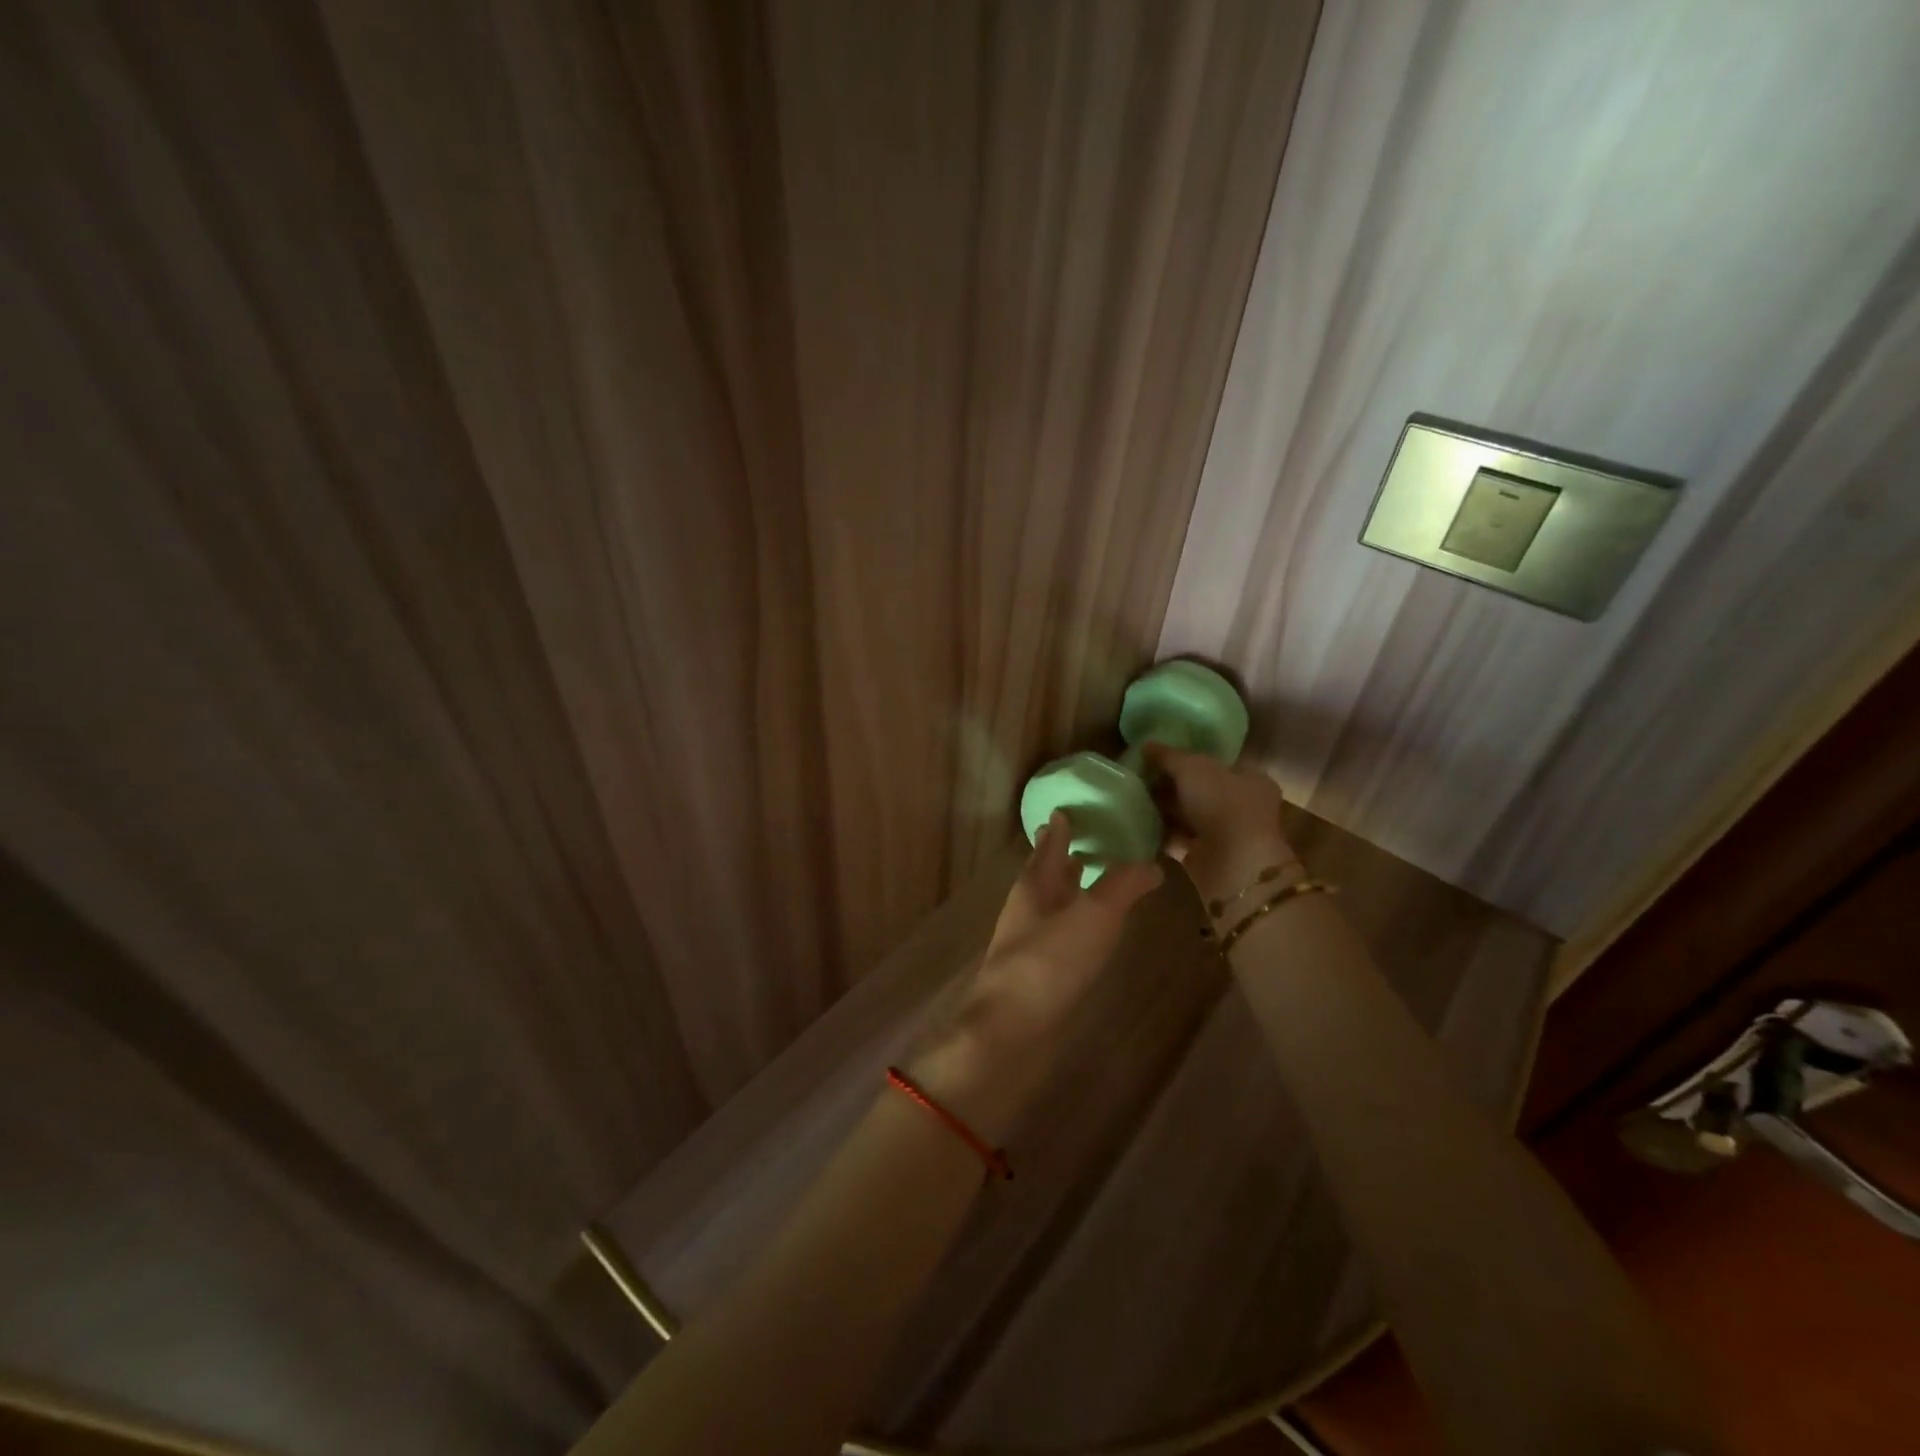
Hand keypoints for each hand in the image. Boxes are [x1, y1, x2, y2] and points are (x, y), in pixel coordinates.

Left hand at [911, 812, 1160, 1139]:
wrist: (1008, 1028)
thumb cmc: (1049, 962)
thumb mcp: (1094, 916)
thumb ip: (1122, 886)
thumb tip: (1152, 862)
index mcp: (1035, 884)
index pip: (1050, 845)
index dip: (1060, 827)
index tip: (1067, 809)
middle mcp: (1027, 906)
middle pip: (1044, 871)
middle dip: (1059, 854)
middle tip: (1077, 835)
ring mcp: (1026, 939)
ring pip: (1048, 900)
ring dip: (1065, 885)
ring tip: (1084, 873)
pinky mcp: (1033, 969)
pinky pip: (1054, 930)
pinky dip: (1070, 918)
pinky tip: (1083, 929)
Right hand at [1143, 744, 1295, 907]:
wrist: (1233, 866)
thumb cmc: (1222, 805)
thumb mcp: (1192, 768)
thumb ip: (1168, 756)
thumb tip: (1146, 745)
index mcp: (1251, 780)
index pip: (1218, 764)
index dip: (1188, 759)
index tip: (1159, 759)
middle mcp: (1243, 806)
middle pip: (1200, 790)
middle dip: (1172, 786)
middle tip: (1141, 779)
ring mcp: (1226, 834)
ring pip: (1189, 816)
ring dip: (1165, 810)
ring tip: (1134, 801)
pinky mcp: (1207, 858)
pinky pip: (1179, 840)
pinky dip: (1162, 834)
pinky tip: (1139, 825)